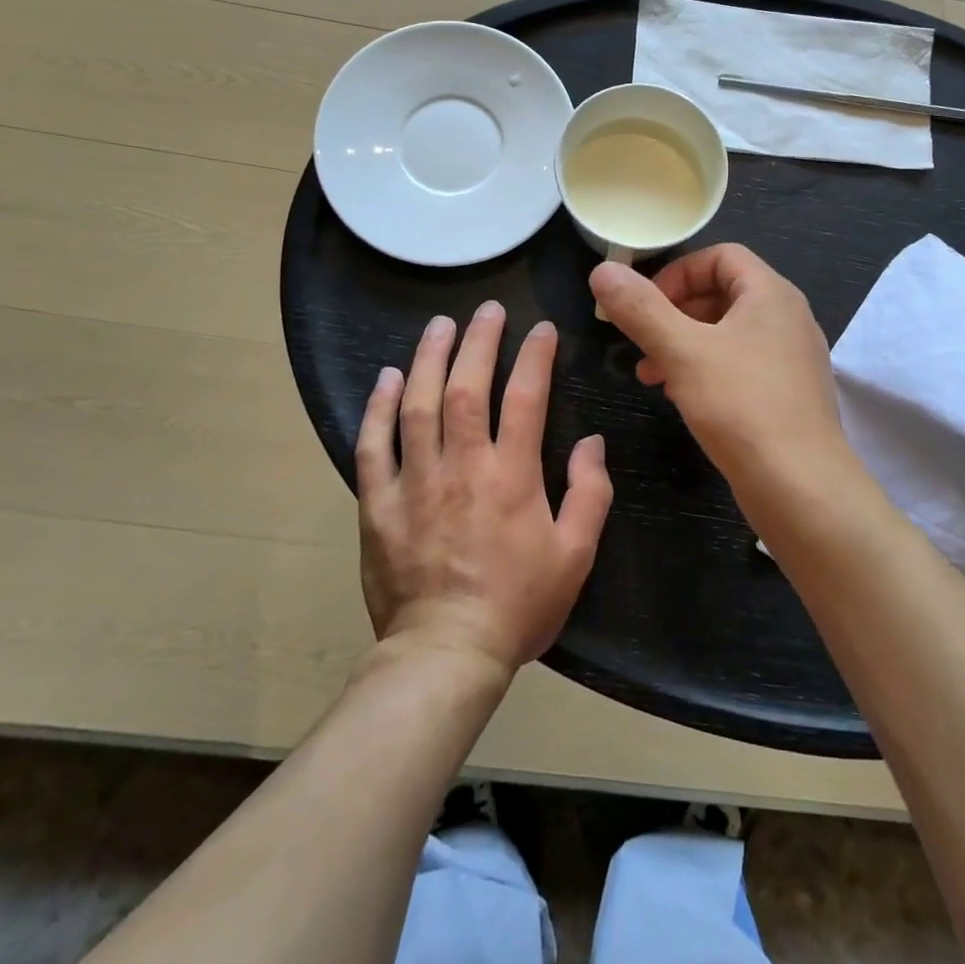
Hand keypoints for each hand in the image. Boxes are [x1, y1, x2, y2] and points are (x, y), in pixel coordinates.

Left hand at [356, 303, 612, 674]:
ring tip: (439, 325)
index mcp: (512, 476)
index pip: (526, 398)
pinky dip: (378, 408)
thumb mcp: (575, 555)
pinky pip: (373, 446)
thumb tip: (591, 442)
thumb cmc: (518, 604)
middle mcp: (463, 466)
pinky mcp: (379, 504)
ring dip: (429, 359)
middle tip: (487, 309)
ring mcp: (415, 482)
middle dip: (479, 341)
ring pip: (419, 405)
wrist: (446, 654)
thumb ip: (590, 493)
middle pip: (468, 388)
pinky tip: (387, 378)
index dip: (535, 356)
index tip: (542, 329)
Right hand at [589, 246, 846, 497]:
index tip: (645, 304)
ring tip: (650, 374)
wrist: (801, 486)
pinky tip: (681, 397)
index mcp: (771, 293)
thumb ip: (640, 309)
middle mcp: (787, 317)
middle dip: (674, 313)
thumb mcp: (682, 351)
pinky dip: (706, 370)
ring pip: (727, 333)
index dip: (677, 272)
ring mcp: (791, 357)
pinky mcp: (787, 393)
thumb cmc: (742, 406)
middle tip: (641, 341)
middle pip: (723, 293)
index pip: (721, 256)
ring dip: (684, 344)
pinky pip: (741, 364)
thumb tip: (602, 271)